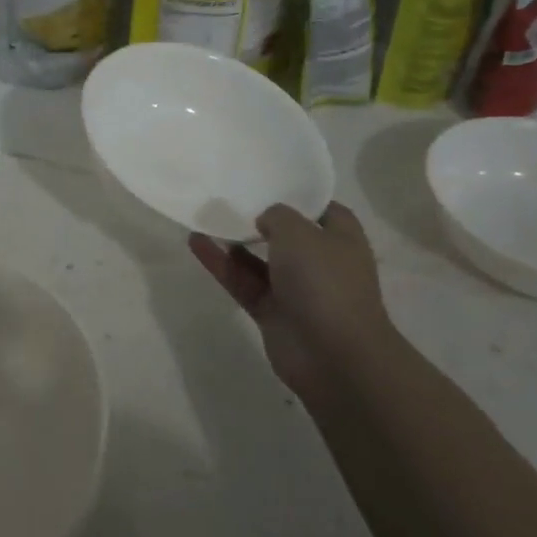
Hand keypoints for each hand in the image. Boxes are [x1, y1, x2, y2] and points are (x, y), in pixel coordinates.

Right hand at [189, 203, 391, 405]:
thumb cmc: (324, 281)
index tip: (268, 181)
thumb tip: (265, 220)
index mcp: (341, 239)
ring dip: (234, 241)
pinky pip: (242, 281)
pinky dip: (221, 264)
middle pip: (287, 235)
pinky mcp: (272, 312)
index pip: (322, 209)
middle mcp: (320, 262)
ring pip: (259, 260)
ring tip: (205, 216)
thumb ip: (277, 215)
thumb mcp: (299, 231)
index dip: (299, 196)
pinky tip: (195, 242)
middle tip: (229, 196)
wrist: (333, 355)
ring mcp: (295, 289)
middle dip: (260, 219)